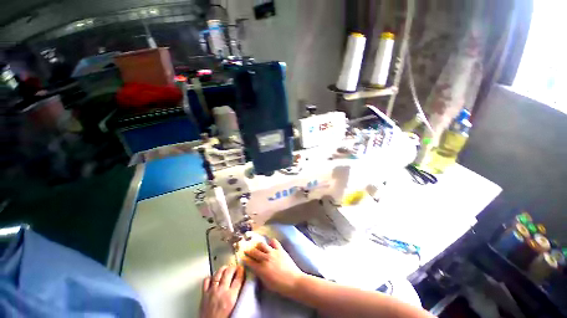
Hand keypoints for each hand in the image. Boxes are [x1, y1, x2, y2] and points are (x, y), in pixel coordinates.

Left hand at [200, 265, 244, 317]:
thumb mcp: (235, 307)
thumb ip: (239, 294)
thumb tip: (242, 284)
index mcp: (231, 296)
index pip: (239, 277)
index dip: (242, 270)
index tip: (243, 269)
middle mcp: (221, 291)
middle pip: (229, 271)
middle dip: (233, 267)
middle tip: (236, 267)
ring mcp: (212, 291)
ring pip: (218, 273)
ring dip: (223, 269)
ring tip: (226, 268)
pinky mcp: (204, 294)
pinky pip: (206, 280)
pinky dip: (211, 277)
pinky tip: (214, 277)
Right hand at [243, 238, 304, 296]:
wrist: (293, 281)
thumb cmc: (279, 286)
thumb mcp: (266, 283)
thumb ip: (260, 274)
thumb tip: (256, 268)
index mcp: (261, 269)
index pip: (250, 262)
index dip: (245, 259)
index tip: (242, 257)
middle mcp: (265, 258)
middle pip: (254, 252)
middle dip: (249, 251)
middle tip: (246, 249)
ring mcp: (273, 252)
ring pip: (262, 245)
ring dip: (258, 245)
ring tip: (257, 245)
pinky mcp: (280, 249)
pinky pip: (274, 241)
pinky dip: (270, 242)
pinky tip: (269, 243)